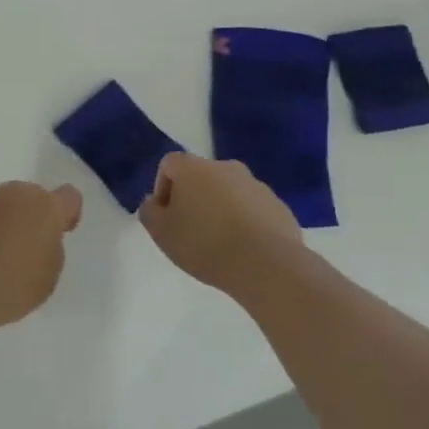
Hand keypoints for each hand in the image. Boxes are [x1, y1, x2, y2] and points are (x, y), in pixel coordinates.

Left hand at [0, 182, 83, 335]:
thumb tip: (38, 237)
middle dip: (28, 218)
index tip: (58, 233)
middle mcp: (14, 192)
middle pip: (29, 199)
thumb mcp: (47, 278)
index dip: (66, 214)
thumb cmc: (8, 288)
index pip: (69, 197)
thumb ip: (50, 249)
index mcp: (46, 207)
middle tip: (19, 251)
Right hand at [138, 153, 303, 291]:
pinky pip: (253, 209)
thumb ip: (149, 212)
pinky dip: (245, 222)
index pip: (169, 164)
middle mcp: (225, 167)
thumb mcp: (161, 233)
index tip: (166, 216)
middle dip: (193, 199)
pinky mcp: (278, 206)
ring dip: (220, 210)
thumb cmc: (205, 244)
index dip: (162, 188)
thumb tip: (155, 203)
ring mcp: (256, 185)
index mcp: (194, 168)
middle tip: (190, 231)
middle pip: (201, 177)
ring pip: (229, 193)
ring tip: (220, 244)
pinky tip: (244, 249)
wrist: (266, 265)